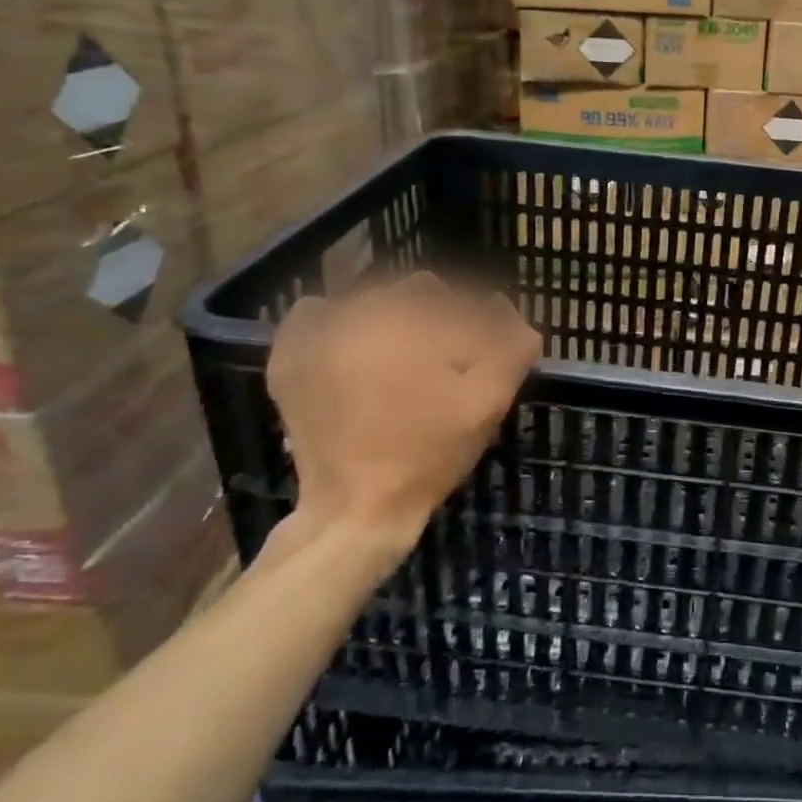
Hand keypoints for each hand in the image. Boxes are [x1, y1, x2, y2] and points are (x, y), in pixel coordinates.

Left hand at [265, 274, 540, 561]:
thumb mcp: (488, 401)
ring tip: (402, 363)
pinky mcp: (289, 355)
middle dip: (439, 320)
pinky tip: (353, 352)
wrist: (355, 509)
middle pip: (417, 293)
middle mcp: (360, 311)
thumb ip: (512, 346)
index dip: (481, 328)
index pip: (461, 302)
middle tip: (444, 367)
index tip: (480, 360)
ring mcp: (318, 332)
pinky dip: (338, 322)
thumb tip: (505, 308)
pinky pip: (317, 313)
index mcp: (411, 320)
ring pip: (371, 300)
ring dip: (394, 319)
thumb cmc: (429, 454)